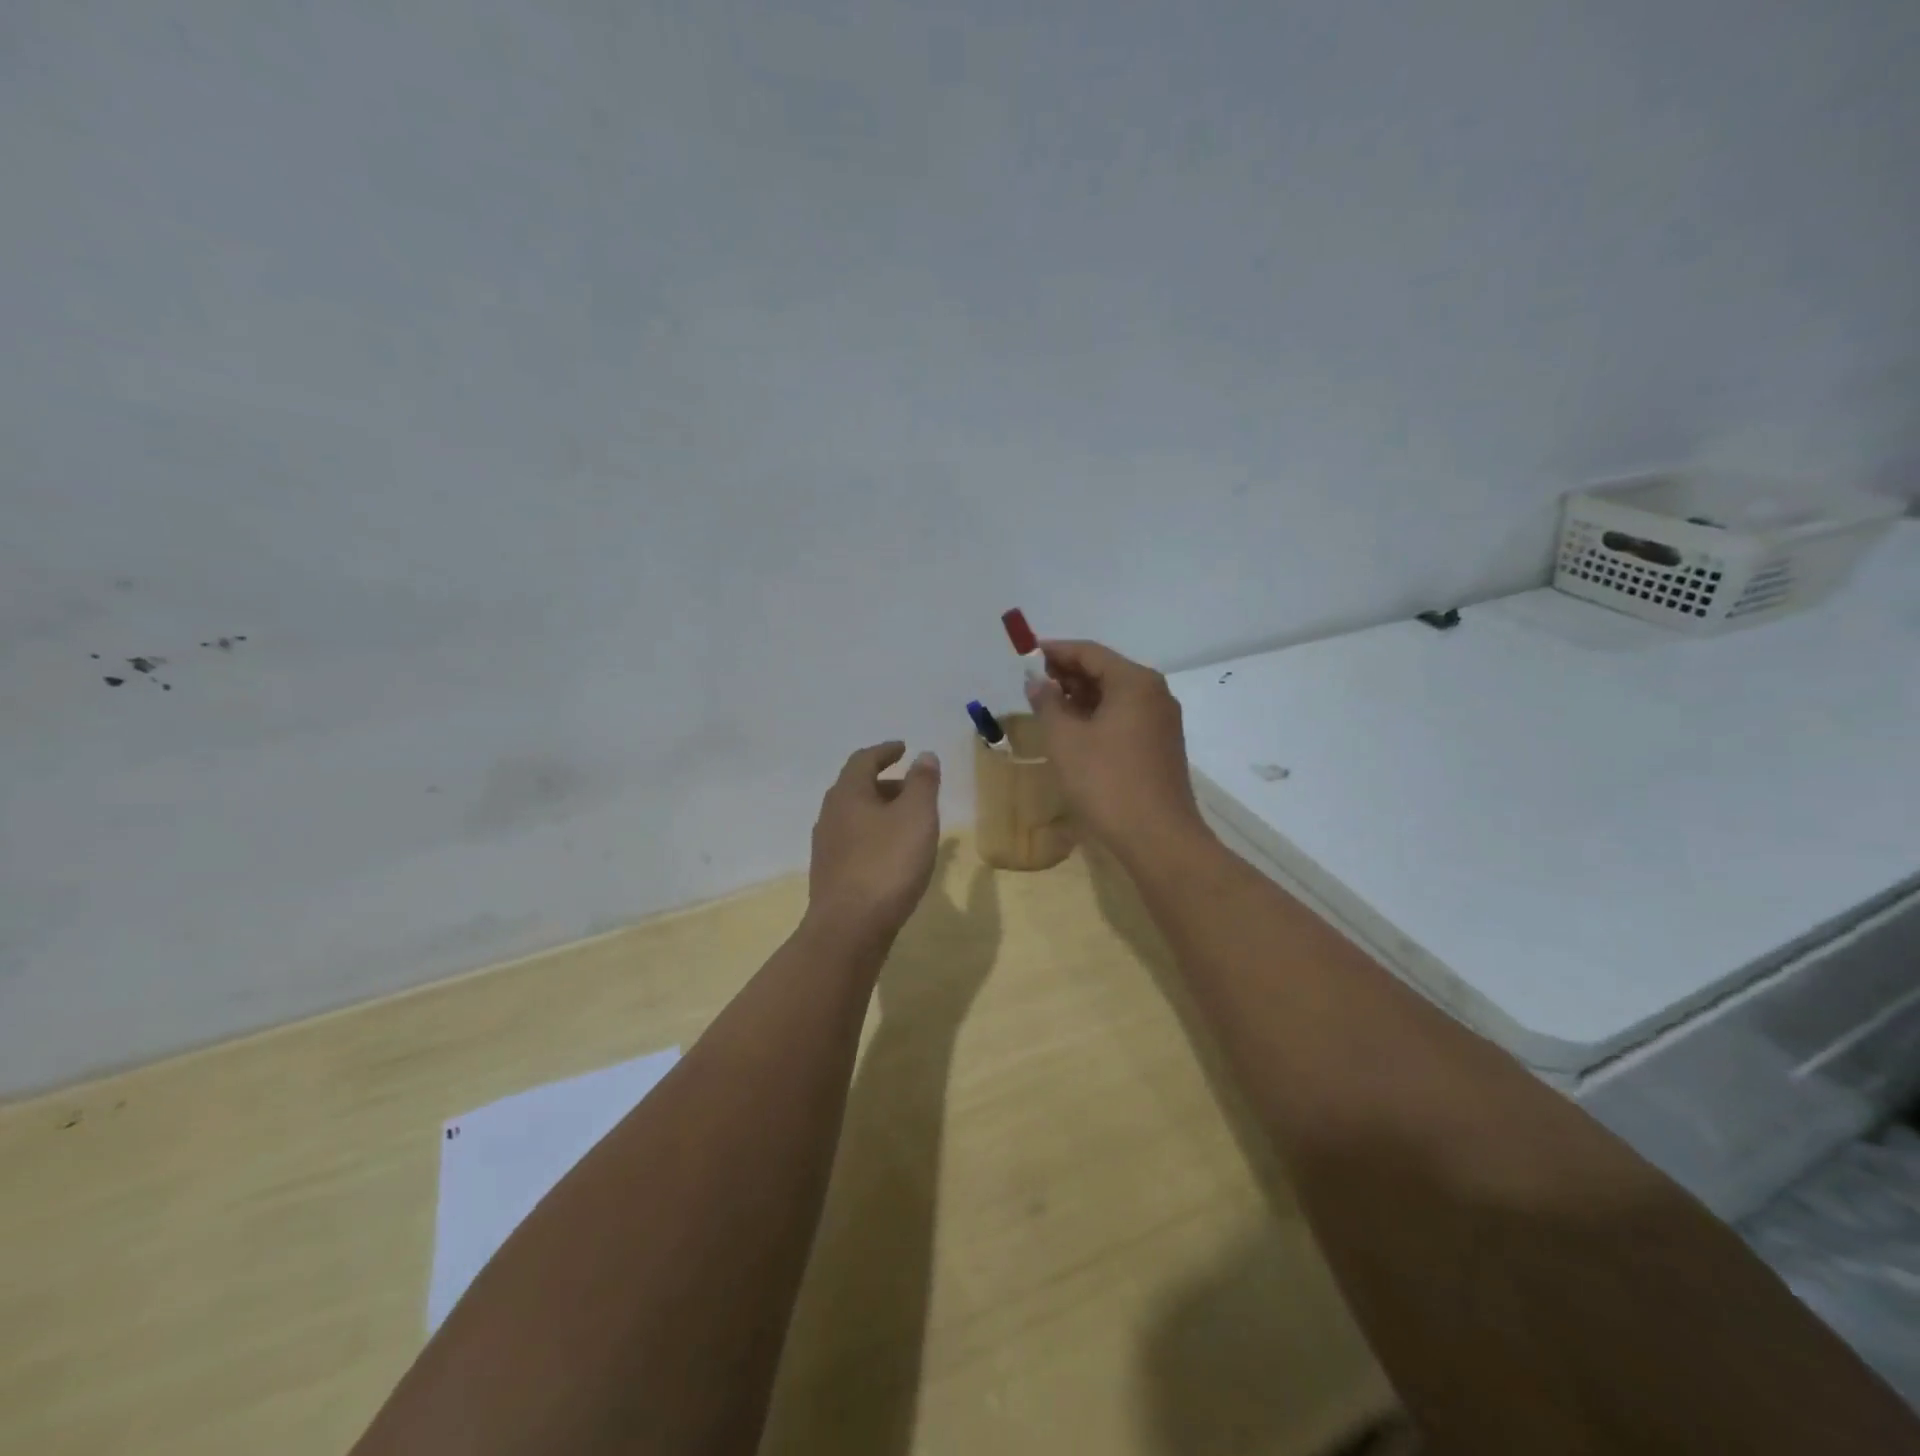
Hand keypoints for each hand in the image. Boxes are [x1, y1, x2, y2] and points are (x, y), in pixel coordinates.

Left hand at [807, 742, 941, 941]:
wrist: (850, 928)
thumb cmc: (887, 864)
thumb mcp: (916, 817)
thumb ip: (922, 783)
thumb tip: (923, 755)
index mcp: (848, 794)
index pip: (863, 759)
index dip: (885, 751)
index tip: (904, 748)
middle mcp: (830, 814)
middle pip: (857, 787)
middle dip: (885, 782)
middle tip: (913, 787)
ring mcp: (826, 846)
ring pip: (855, 816)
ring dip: (880, 811)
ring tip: (908, 822)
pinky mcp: (830, 874)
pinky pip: (854, 841)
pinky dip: (874, 835)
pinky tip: (892, 854)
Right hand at [1024, 640, 1204, 850]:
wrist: (1158, 837)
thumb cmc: (1106, 782)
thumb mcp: (1066, 740)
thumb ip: (1048, 703)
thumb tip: (1037, 682)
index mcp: (1135, 682)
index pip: (1090, 652)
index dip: (1056, 651)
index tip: (1027, 655)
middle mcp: (1154, 693)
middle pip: (1106, 670)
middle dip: (1068, 674)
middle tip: (1034, 685)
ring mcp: (1162, 721)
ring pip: (1116, 696)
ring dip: (1082, 697)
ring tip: (1048, 708)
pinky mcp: (1161, 745)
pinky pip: (1125, 717)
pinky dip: (1098, 716)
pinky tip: (1075, 732)